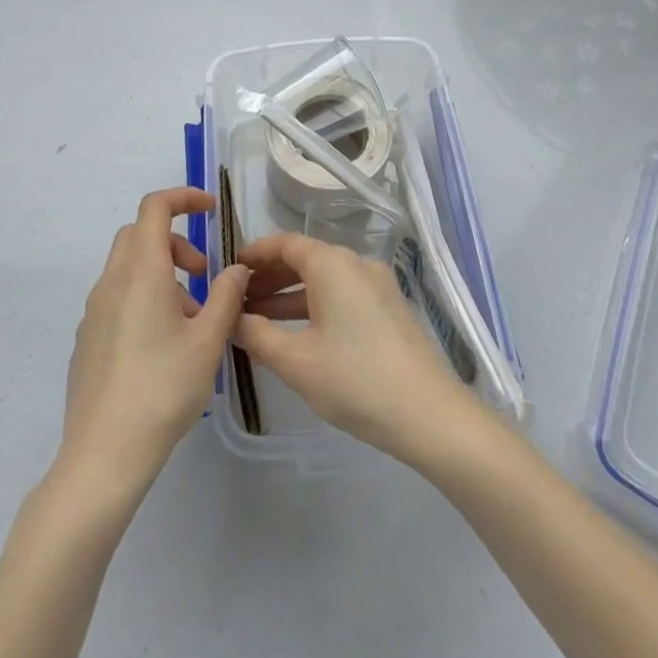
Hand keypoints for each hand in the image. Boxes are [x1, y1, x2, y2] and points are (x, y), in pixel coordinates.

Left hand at [60, 188, 248, 492]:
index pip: (155, 208)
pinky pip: (117, 297)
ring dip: (161, 273)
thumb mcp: (208, 342)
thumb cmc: (162, 390)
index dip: (183, 197)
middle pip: (139, 234)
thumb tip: (236, 269)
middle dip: (175, 240)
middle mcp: (112, 282)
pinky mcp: (87, 338)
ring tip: (191, 319)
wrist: (103, 455)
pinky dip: (143, 297)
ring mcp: (94, 311)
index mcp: (142, 272)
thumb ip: (227, 296)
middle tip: (203, 274)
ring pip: (128, 267)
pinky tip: (162, 345)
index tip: (211, 209)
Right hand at [233, 232, 480, 466]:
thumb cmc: (354, 380)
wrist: (428, 413)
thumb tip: (232, 317)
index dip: (255, 253)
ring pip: (323, 280)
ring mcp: (376, 285)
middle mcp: (356, 263)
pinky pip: (341, 295)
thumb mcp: (295, 361)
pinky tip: (297, 334)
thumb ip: (256, 334)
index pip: (285, 243)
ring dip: (289, 295)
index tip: (229, 268)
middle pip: (305, 258)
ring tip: (258, 320)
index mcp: (332, 264)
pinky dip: (314, 306)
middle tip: (237, 299)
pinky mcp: (388, 308)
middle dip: (269, 277)